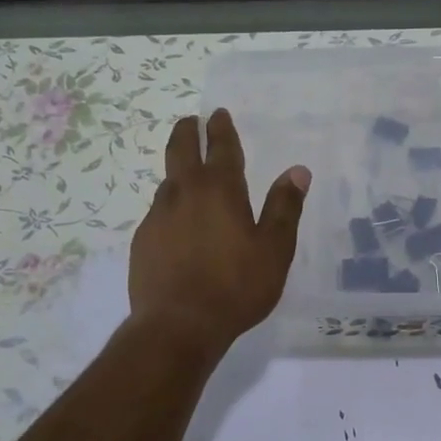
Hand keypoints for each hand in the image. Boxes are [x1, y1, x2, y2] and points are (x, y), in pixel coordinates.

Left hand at [128, 109, 309, 357]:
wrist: (178, 326)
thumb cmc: (236, 287)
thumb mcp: (274, 250)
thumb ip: (284, 208)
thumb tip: (298, 171)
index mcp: (220, 190)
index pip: (221, 147)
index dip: (221, 129)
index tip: (217, 114)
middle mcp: (184, 194)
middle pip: (180, 150)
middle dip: (187, 132)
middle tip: (190, 122)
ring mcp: (158, 217)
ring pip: (168, 183)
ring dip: (178, 171)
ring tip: (187, 176)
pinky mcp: (142, 242)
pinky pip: (158, 214)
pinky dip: (170, 208)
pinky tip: (177, 226)